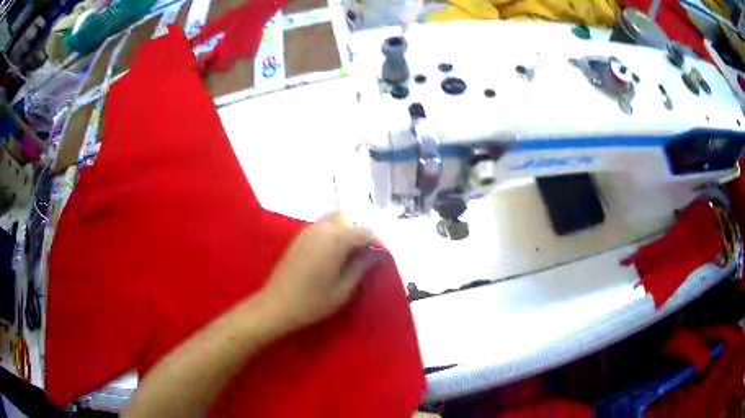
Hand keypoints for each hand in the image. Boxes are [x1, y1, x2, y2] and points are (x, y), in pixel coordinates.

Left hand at [260, 210, 380, 332]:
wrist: (276, 306)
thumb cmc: (312, 302)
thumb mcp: (343, 289)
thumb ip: (361, 266)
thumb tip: (376, 253)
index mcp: (334, 239)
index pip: (364, 230)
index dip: (377, 242)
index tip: (383, 257)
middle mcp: (320, 228)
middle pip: (347, 217)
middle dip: (359, 231)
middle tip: (365, 254)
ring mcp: (307, 232)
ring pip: (333, 220)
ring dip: (345, 232)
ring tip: (351, 256)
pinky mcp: (298, 239)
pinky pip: (321, 227)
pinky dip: (333, 235)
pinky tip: (334, 256)